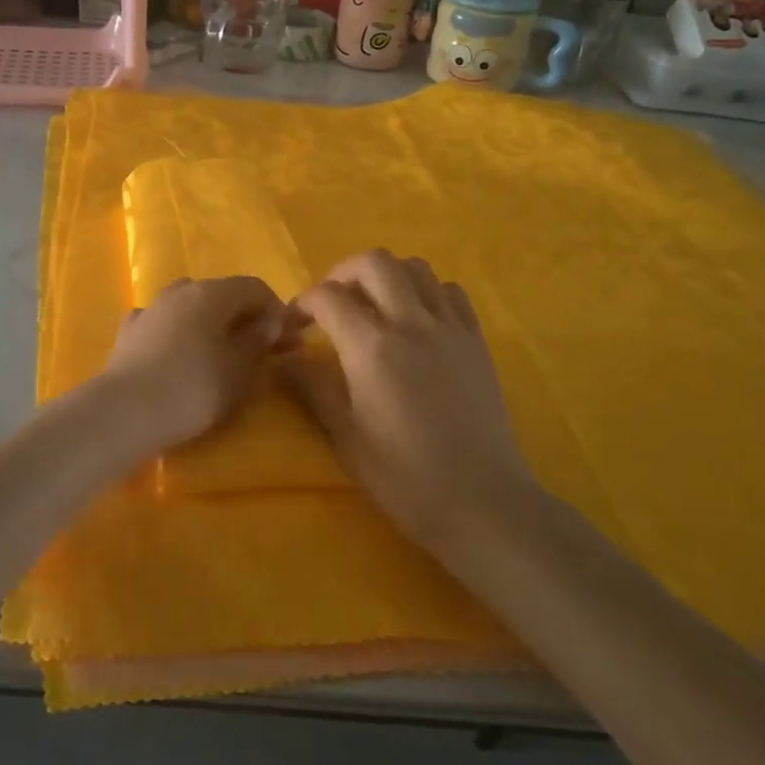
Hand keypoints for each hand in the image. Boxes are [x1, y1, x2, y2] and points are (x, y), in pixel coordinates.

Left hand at [102, 276, 293, 449]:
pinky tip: (175, 353)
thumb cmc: (194, 388)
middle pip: (221, 294)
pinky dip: (175, 333)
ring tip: (216, 353)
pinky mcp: (128, 332)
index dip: (276, 311)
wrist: (125, 412)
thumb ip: (259, 340)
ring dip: (207, 322)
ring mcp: (151, 308)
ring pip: (188, 305)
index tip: (286, 342)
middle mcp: (181, 290)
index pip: (255, 287)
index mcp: (213, 293)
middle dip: (243, 318)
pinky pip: (161, 323)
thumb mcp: (240, 369)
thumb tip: (271, 320)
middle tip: (257, 351)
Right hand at [282, 250, 532, 545]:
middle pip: (374, 263)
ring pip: (416, 268)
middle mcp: (412, 323)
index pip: (328, 297)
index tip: (294, 323)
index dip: (303, 302)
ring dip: (387, 276)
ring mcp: (450, 328)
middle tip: (332, 302)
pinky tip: (417, 319)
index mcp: (372, 348)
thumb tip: (282, 359)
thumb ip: (312, 388)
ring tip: (373, 305)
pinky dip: (427, 291)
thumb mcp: (345, 437)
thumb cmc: (405, 476)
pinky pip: (451, 292)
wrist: (482, 502)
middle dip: (343, 273)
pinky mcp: (476, 340)